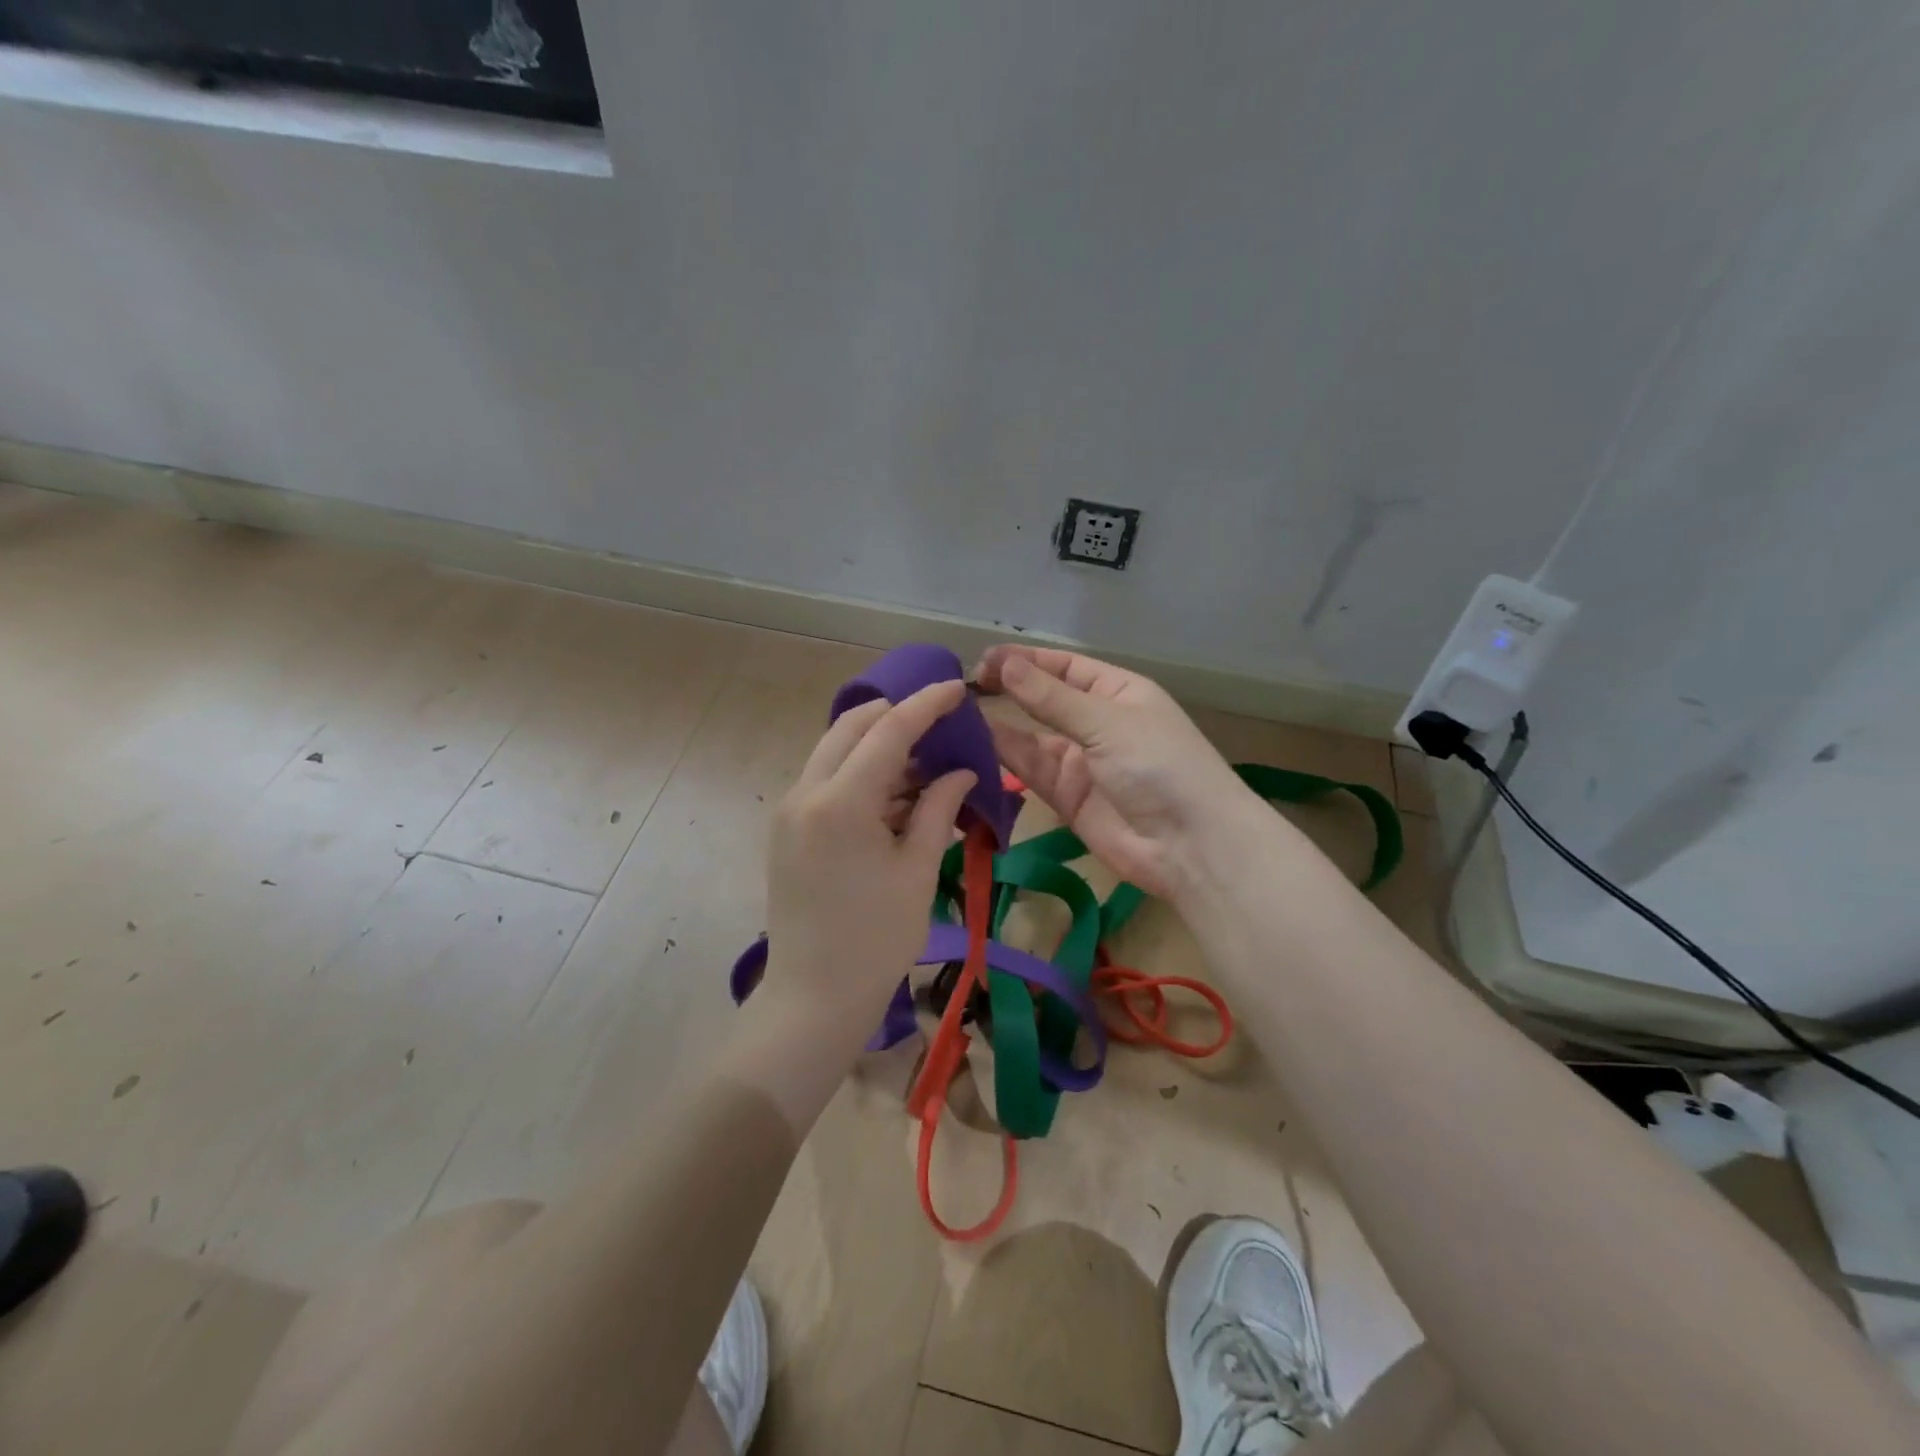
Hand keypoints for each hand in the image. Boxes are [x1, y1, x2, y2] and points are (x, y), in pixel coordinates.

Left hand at [762, 681, 975, 1027]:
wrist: (813, 998)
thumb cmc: (876, 939)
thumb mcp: (916, 870)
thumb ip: (937, 808)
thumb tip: (960, 770)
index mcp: (840, 802)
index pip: (888, 731)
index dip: (926, 704)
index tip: (957, 687)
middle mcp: (805, 793)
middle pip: (851, 727)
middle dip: (895, 715)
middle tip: (939, 724)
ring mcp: (788, 810)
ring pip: (835, 751)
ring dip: (877, 747)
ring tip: (924, 766)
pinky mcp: (785, 829)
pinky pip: (825, 780)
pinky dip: (859, 775)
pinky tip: (894, 797)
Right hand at [973, 646, 1253, 897]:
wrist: (1190, 846)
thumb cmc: (1158, 765)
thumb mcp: (1106, 722)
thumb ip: (1051, 698)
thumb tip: (1003, 662)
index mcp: (1117, 692)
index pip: (1064, 667)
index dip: (1025, 660)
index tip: (983, 659)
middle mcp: (1096, 723)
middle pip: (1044, 700)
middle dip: (1007, 691)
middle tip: (962, 686)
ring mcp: (1080, 762)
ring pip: (1030, 737)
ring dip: (997, 726)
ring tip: (956, 714)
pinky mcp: (1065, 798)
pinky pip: (1029, 771)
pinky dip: (1002, 759)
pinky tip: (973, 744)